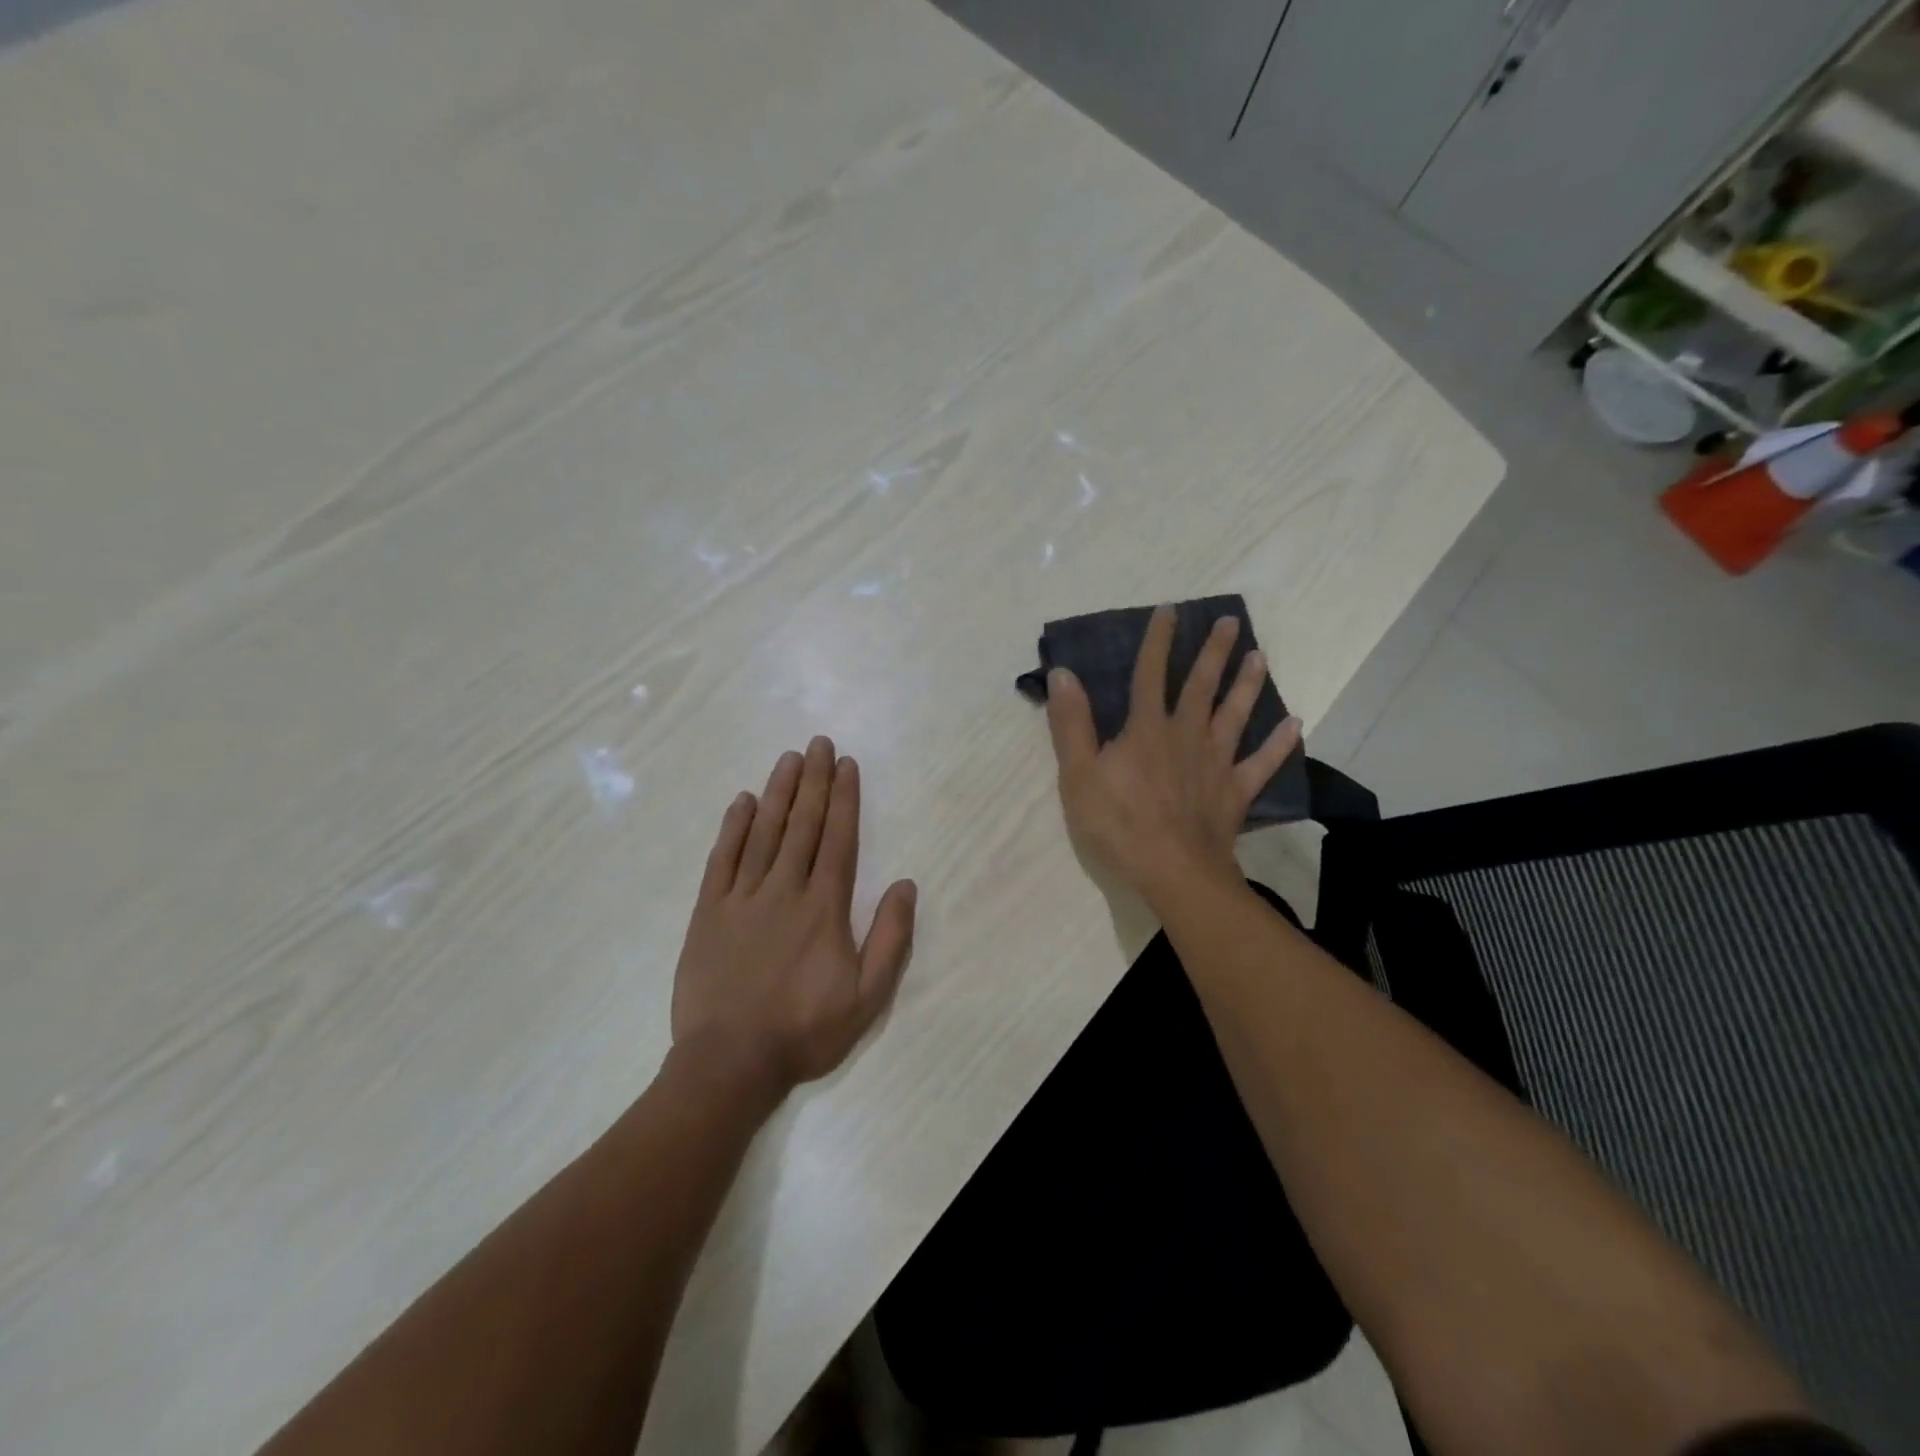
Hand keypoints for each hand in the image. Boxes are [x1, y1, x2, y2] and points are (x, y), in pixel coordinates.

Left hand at [672, 737, 917, 1097]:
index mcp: (823, 907)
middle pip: (802, 824)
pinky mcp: (709, 912)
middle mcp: (784, 889)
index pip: (838, 839)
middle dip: (813, 781)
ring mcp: (742, 898)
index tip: (846, 764)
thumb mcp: (867, 996)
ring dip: (778, 793)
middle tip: (818, 743)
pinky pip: (722, 859)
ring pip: (763, 833)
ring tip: (788, 759)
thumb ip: (890, 938)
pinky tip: (741, 802)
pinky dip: (733, 828)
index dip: (844, 798)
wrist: (729, 1062)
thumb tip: (906, 885)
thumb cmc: (804, 1029)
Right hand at [1045, 605, 1299, 907]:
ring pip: (1235, 715)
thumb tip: (1063, 673)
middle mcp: (1186, 735)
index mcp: (1146, 729)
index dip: (1158, 640)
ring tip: (1260, 658)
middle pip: (1201, 686)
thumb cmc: (1118, 824)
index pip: (1149, 674)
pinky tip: (1296, 724)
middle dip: (1214, 652)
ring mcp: (1216, 762)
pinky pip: (1262, 763)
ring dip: (1248, 684)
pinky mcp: (1235, 791)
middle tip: (1232, 622)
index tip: (1170, 610)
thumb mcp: (1078, 775)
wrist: (1173, 872)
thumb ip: (1071, 724)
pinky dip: (1279, 744)